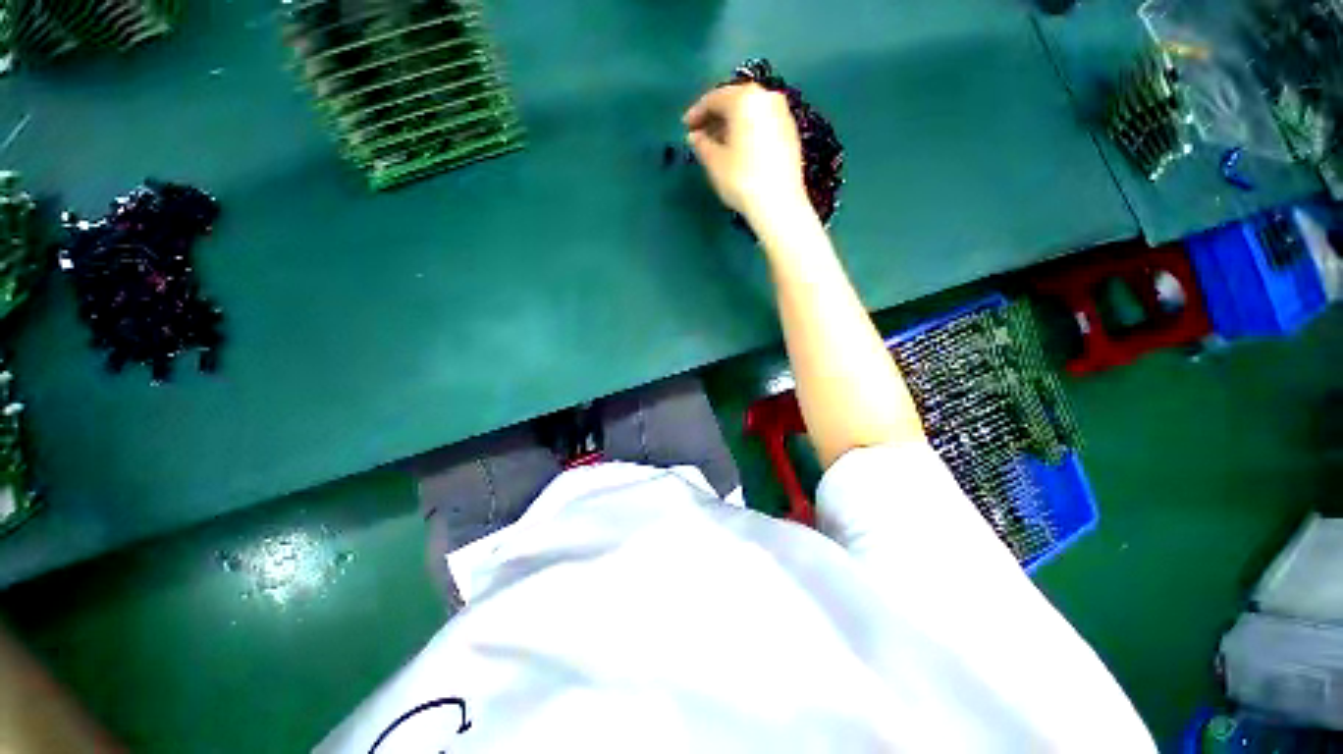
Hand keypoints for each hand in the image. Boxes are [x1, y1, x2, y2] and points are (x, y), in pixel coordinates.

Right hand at [682, 84, 811, 229]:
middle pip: (735, 102)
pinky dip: (747, 131)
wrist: (779, 204)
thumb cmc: (741, 180)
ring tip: (717, 145)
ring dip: (731, 125)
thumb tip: (695, 137)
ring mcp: (783, 114)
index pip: (714, 98)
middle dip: (715, 118)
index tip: (685, 127)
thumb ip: (701, 144)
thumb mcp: (714, 162)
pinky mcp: (791, 133)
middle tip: (700, 136)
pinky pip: (763, 124)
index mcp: (745, 98)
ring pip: (750, 113)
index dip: (697, 113)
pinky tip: (738, 151)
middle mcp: (767, 98)